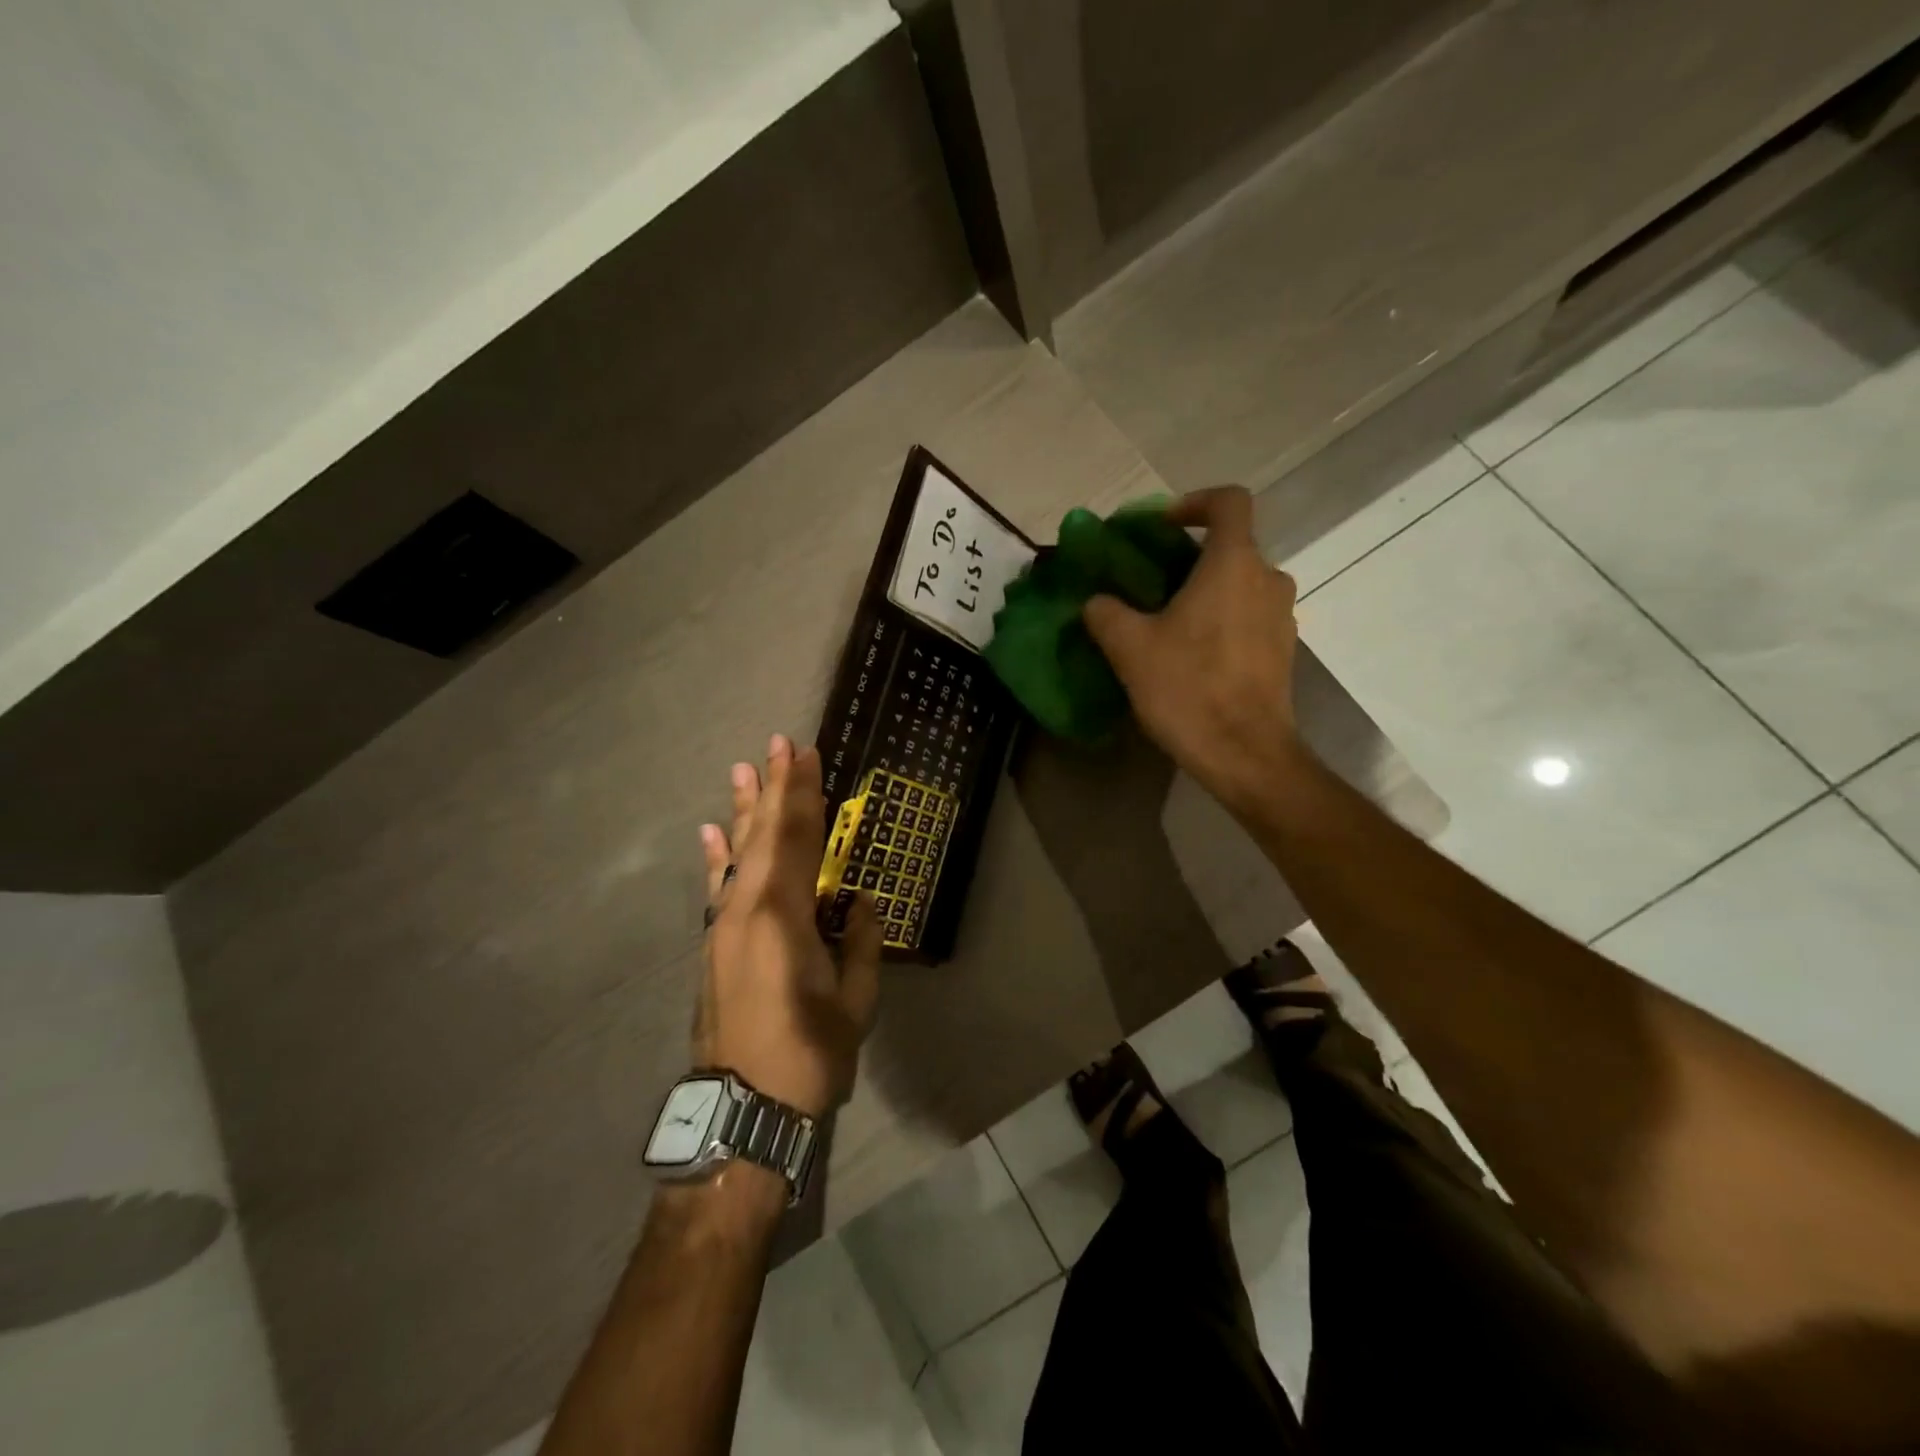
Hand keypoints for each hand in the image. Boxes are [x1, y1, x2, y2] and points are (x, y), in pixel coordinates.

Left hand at [694, 735, 882, 1118]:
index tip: (808, 755)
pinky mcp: (712, 945)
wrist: (742, 1110)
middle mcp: (746, 908)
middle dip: (773, 788)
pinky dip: (714, 856)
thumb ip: (860, 943)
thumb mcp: (855, 1002)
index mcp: (783, 916)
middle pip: (763, 835)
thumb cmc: (809, 1055)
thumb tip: (859, 902)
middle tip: (778, 744)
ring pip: (735, 855)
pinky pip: (716, 888)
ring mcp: (723, 926)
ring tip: (742, 770)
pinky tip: (709, 832)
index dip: (804, 795)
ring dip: (742, 811)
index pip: (799, 839)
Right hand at [1083, 486, 1305, 816]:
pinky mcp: (1283, 650)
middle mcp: (1268, 579)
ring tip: (1167, 621)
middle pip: (1231, 547)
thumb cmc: (1188, 689)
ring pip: (1241, 584)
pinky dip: (1222, 619)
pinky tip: (1191, 654)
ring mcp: (1282, 616)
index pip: (1229, 502)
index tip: (1161, 527)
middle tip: (1150, 582)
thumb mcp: (1130, 648)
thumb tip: (1096, 601)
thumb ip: (1106, 613)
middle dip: (1189, 556)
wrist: (1245, 753)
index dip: (1194, 503)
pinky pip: (1250, 616)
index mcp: (1234, 564)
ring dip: (1206, 591)